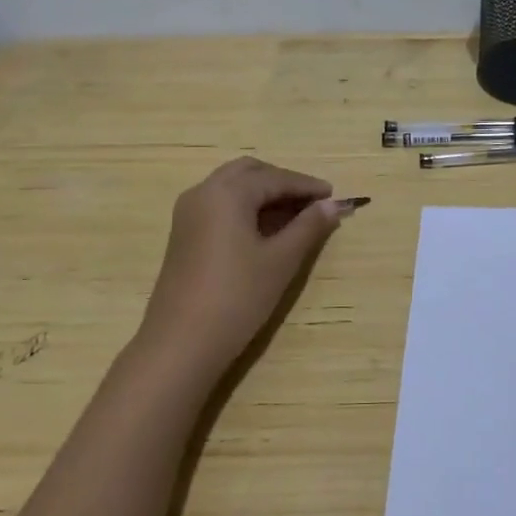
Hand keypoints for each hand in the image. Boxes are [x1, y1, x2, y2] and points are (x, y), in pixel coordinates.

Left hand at [133, 157, 346, 375]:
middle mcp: (203, 192)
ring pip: (232, 187)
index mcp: (227, 193)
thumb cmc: (237, 296)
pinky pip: (220, 205)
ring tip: (295, 217)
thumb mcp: (281, 260)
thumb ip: (308, 227)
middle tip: (312, 203)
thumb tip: (333, 205)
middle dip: (282, 183)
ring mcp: (188, 213)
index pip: (275, 178)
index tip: (334, 196)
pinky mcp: (184, 234)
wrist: (182, 342)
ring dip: (263, 194)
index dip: (307, 186)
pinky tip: (266, 230)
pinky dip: (246, 207)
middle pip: (249, 173)